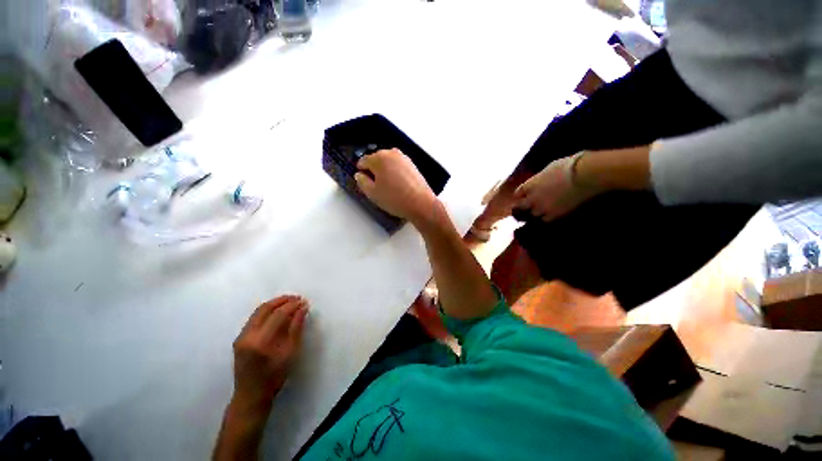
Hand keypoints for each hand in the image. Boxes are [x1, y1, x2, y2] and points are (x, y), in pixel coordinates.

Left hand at [232, 295, 308, 412]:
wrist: (251, 395)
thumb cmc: (274, 377)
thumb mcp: (290, 353)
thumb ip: (296, 329)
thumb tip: (303, 309)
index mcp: (260, 342)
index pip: (278, 315)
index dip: (292, 306)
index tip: (304, 302)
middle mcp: (247, 336)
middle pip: (264, 308)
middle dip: (282, 300)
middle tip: (297, 298)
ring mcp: (240, 337)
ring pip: (257, 312)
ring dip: (274, 304)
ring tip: (290, 302)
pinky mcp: (239, 338)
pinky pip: (254, 319)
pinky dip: (267, 312)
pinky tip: (278, 313)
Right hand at [354, 149, 437, 224]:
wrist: (421, 204)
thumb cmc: (397, 199)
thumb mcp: (373, 193)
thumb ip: (362, 182)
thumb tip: (360, 175)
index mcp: (379, 158)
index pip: (363, 161)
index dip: (361, 172)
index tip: (363, 181)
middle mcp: (392, 154)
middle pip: (376, 160)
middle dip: (374, 171)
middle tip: (376, 187)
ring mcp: (404, 158)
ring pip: (388, 163)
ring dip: (385, 172)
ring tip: (388, 188)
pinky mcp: (412, 165)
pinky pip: (398, 167)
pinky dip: (395, 174)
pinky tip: (398, 187)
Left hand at [514, 154, 601, 221]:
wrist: (585, 175)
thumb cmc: (568, 166)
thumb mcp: (548, 168)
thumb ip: (540, 178)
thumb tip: (541, 180)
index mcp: (529, 185)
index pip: (517, 193)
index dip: (521, 195)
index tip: (523, 196)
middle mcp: (532, 198)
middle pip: (521, 207)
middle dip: (524, 206)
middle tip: (529, 206)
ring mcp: (542, 208)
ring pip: (532, 214)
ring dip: (536, 212)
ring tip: (542, 210)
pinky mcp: (554, 214)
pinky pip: (545, 219)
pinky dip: (547, 217)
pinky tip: (552, 214)